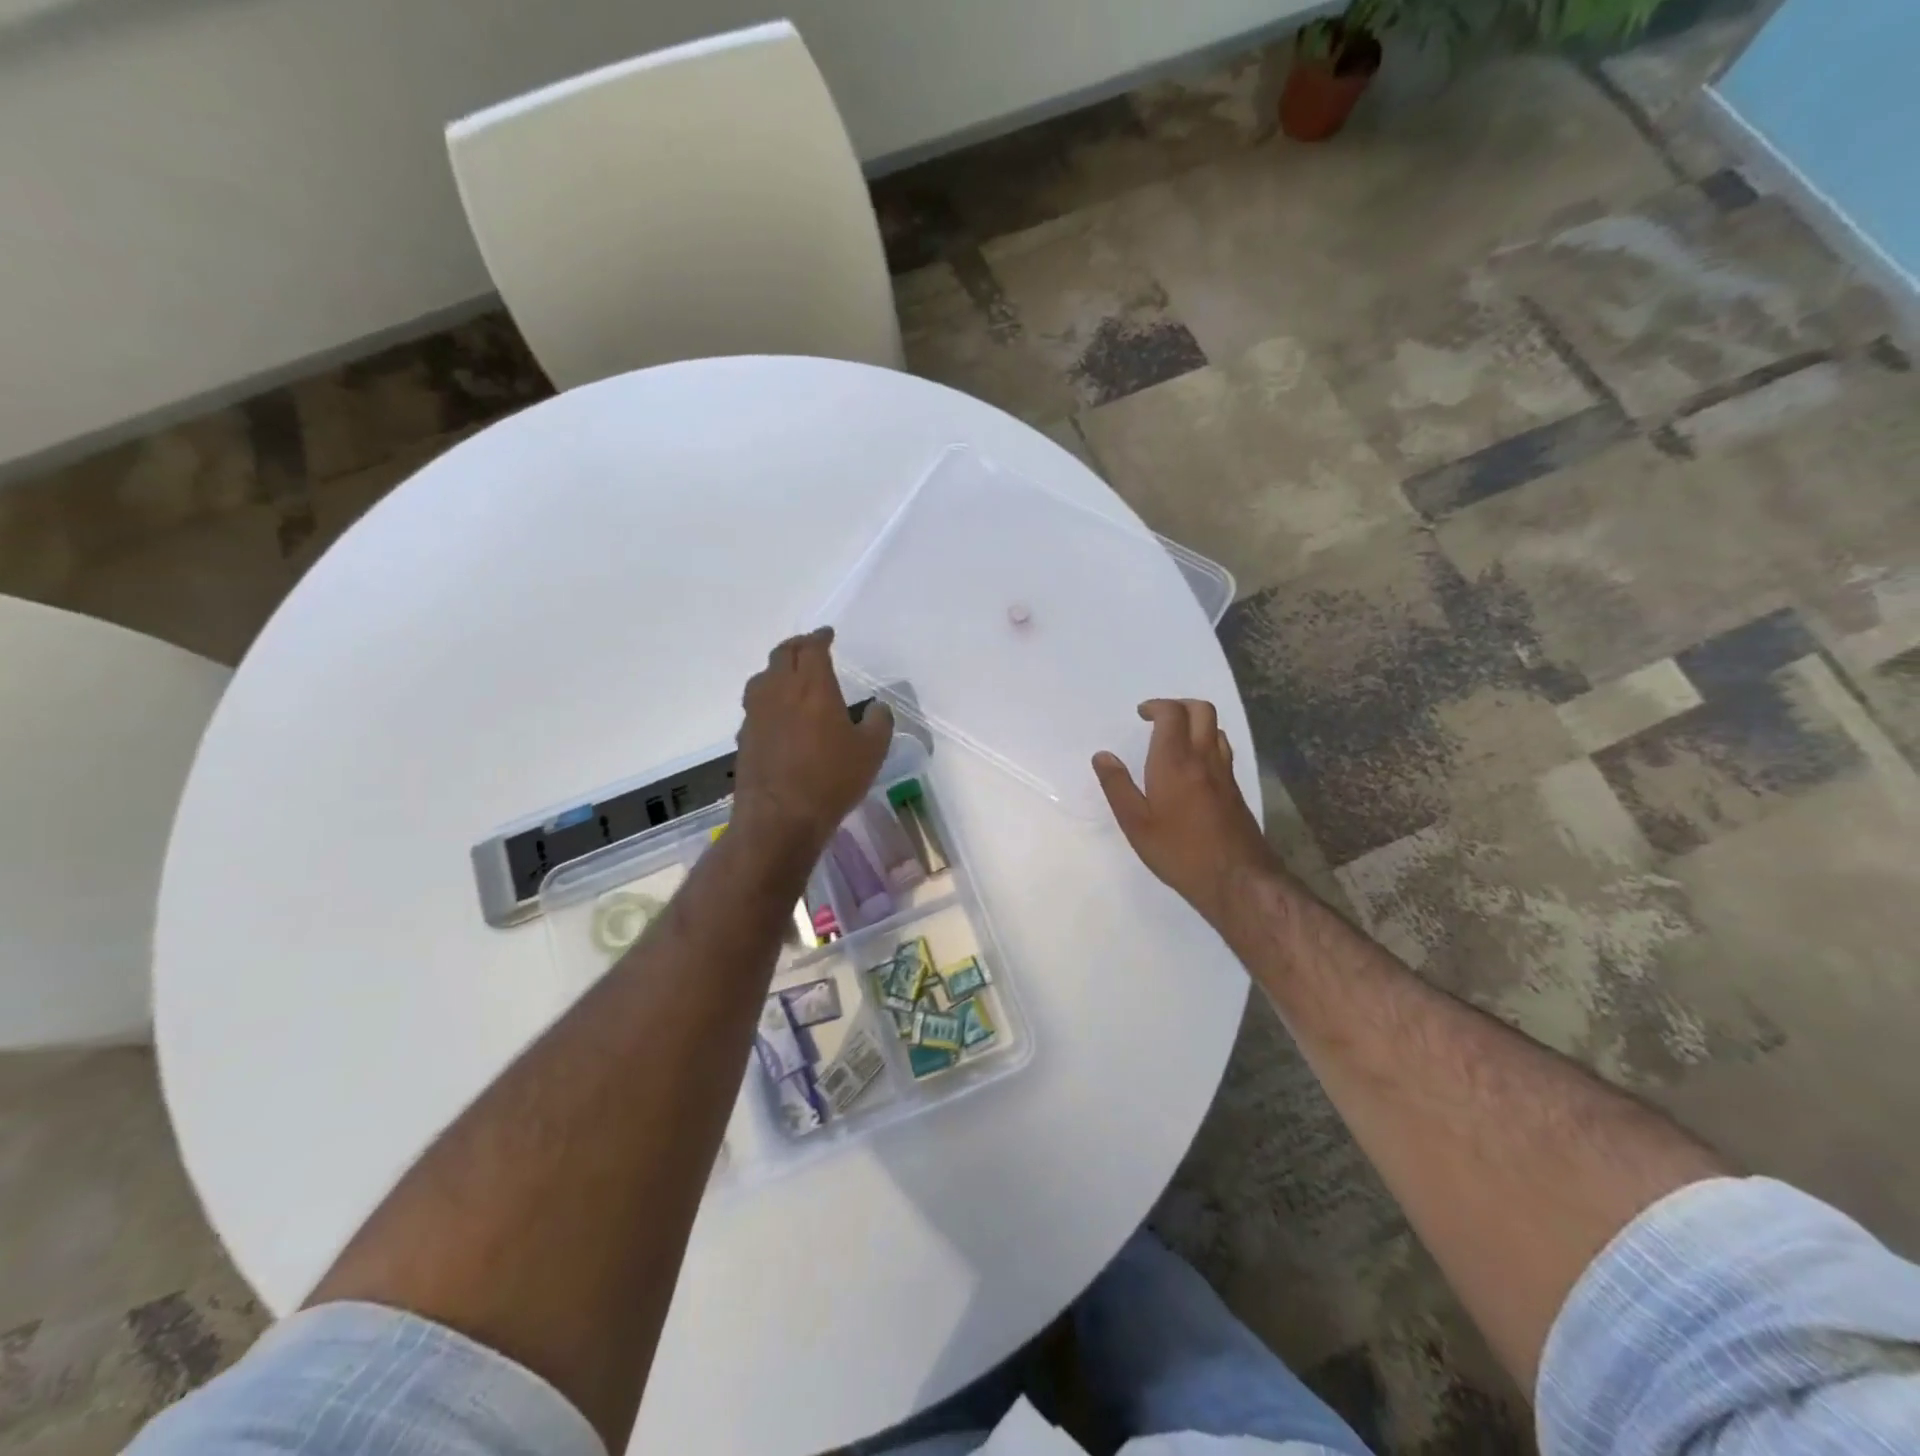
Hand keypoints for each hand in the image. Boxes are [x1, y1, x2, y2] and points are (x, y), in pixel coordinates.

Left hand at [733, 628, 893, 856]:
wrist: (780, 818)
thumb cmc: (832, 779)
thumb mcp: (872, 751)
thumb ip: (879, 722)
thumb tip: (878, 708)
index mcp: (812, 686)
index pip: (812, 648)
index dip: (820, 637)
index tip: (827, 634)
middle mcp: (779, 691)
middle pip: (782, 655)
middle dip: (797, 646)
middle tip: (809, 647)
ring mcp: (757, 714)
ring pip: (763, 678)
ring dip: (777, 670)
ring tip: (790, 676)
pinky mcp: (744, 737)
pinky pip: (756, 706)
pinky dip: (768, 699)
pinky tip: (778, 715)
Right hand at [1093, 699, 1278, 927]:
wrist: (1237, 879)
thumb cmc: (1179, 852)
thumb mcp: (1136, 824)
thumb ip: (1117, 786)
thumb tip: (1102, 756)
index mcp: (1175, 762)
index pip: (1172, 714)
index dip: (1156, 706)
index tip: (1141, 714)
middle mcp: (1204, 758)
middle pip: (1202, 710)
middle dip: (1179, 705)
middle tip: (1158, 719)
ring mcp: (1224, 773)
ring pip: (1216, 729)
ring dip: (1195, 723)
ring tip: (1175, 739)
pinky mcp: (1236, 790)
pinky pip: (1222, 750)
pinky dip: (1207, 743)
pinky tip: (1193, 767)